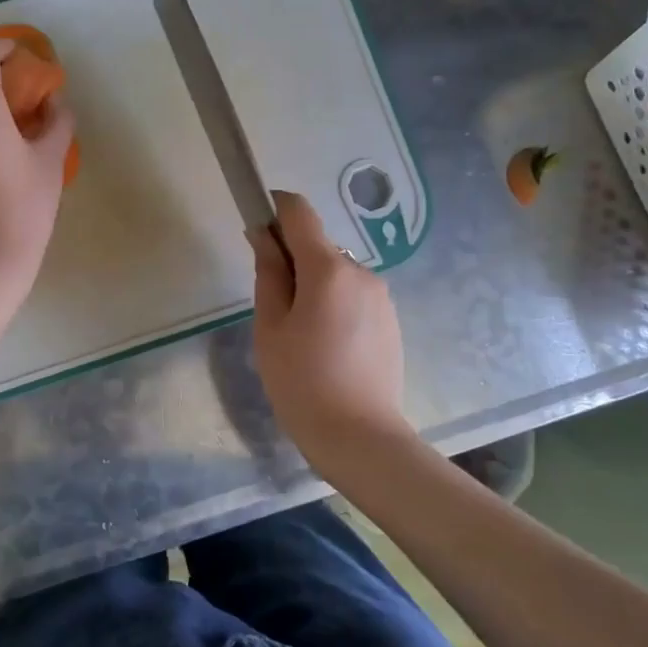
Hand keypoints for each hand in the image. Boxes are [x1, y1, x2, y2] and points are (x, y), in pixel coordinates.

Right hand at [250, 192, 409, 456]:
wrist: (359, 437)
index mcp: (328, 269)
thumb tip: (262, 234)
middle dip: (291, 260)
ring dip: (313, 285)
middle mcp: (361, 271)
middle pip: (317, 245)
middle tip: (272, 306)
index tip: (256, 228)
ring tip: (300, 334)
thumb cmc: (301, 382)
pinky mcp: (391, 319)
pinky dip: (333, 303)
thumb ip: (267, 273)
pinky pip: (353, 295)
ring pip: (336, 272)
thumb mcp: (270, 327)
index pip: (299, 212)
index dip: (274, 209)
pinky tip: (325, 346)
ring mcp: (381, 296)